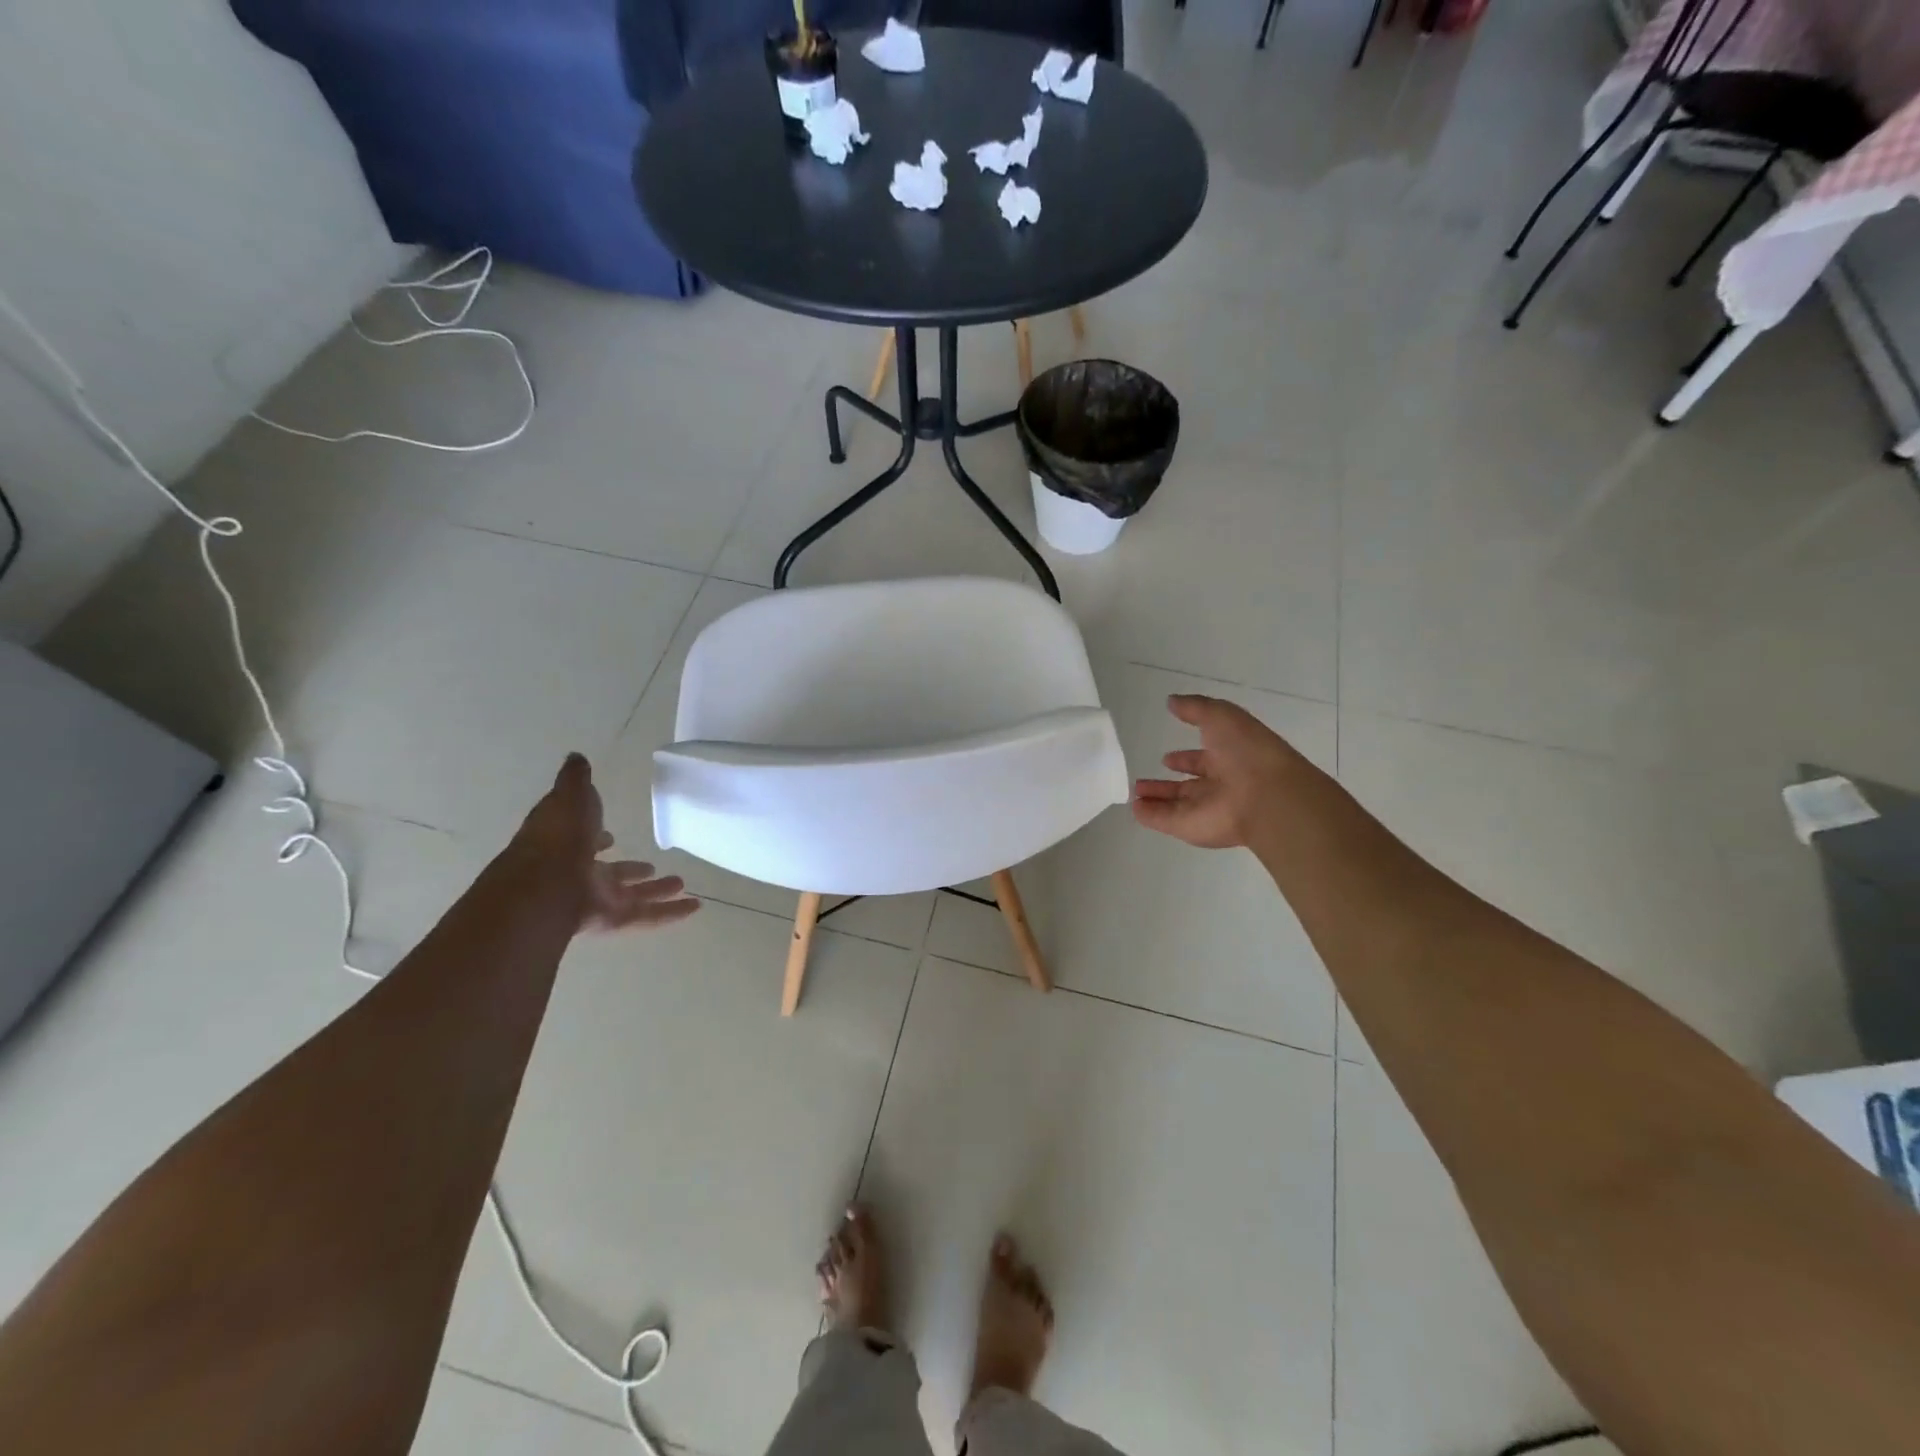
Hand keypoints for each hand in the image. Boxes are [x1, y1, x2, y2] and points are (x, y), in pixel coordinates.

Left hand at [513, 754, 700, 931]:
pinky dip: (671, 913)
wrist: (547, 884)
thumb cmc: (559, 835)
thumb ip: (576, 779)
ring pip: (633, 895)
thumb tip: (576, 757)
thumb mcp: (569, 795)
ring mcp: (597, 899)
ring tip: (681, 883)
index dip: (595, 838)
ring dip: (657, 890)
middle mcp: (580, 874)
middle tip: (651, 866)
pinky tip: (695, 907)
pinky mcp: (614, 919)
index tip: (609, 837)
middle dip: (630, 869)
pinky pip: (648, 916)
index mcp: (565, 845)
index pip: (583, 841)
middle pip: (611, 873)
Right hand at [1131, 695, 1301, 849]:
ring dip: (1155, 798)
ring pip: (1174, 804)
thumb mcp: (1221, 716)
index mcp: (1228, 759)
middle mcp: (1218, 786)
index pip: (1202, 760)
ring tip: (1134, 793)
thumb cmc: (1246, 751)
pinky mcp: (1190, 827)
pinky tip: (1133, 808)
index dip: (1185, 758)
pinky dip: (1149, 815)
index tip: (1166, 757)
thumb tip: (1171, 701)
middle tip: (1141, 781)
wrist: (1267, 796)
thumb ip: (1195, 708)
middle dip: (1166, 784)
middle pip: (1187, 787)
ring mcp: (1204, 809)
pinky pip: (1164, 821)